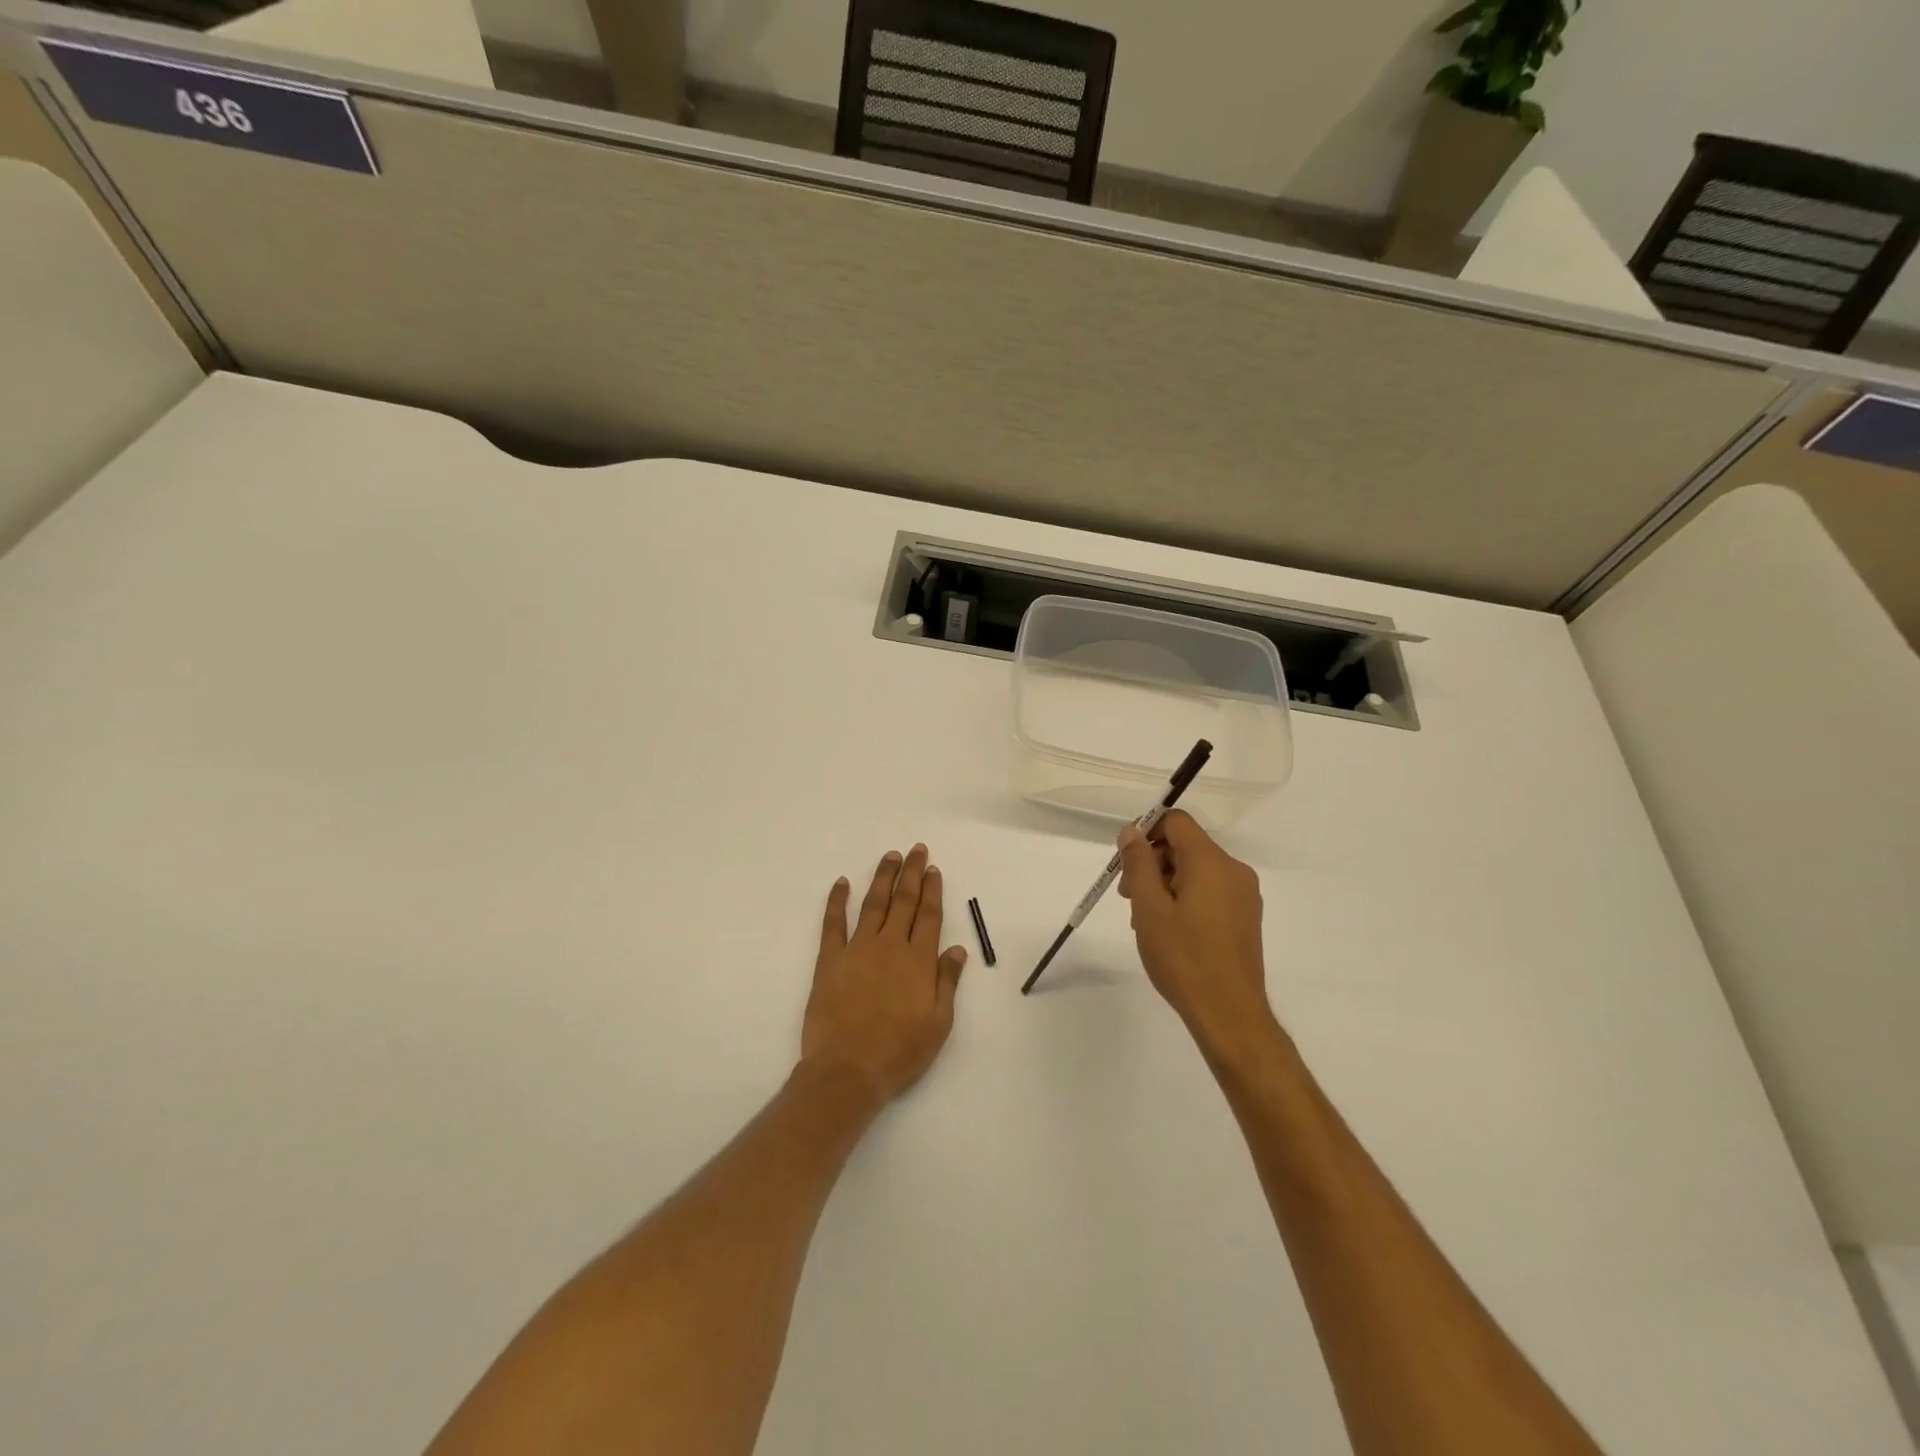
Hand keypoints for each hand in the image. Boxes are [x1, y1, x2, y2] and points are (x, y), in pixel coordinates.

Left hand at [801, 844, 968, 1104]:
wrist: (847, 1071)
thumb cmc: (899, 1052)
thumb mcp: (937, 1024)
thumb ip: (947, 982)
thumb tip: (958, 949)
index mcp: (918, 961)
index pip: (928, 915)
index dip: (932, 890)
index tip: (933, 869)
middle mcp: (889, 946)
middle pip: (903, 901)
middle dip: (911, 873)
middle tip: (916, 850)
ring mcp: (857, 950)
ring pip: (873, 904)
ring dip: (882, 878)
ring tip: (890, 856)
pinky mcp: (830, 960)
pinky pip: (833, 924)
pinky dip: (837, 901)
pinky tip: (841, 883)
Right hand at [1116, 811, 1276, 1057]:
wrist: (1229, 1014)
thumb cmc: (1184, 958)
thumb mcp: (1149, 908)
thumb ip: (1138, 864)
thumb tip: (1132, 831)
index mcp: (1211, 862)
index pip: (1176, 822)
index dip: (1147, 832)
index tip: (1126, 862)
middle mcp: (1233, 870)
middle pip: (1185, 847)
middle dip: (1152, 863)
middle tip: (1128, 898)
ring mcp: (1243, 895)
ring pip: (1195, 871)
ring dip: (1166, 884)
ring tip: (1146, 921)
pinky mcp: (1245, 917)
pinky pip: (1210, 891)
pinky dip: (1185, 899)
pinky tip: (1169, 931)